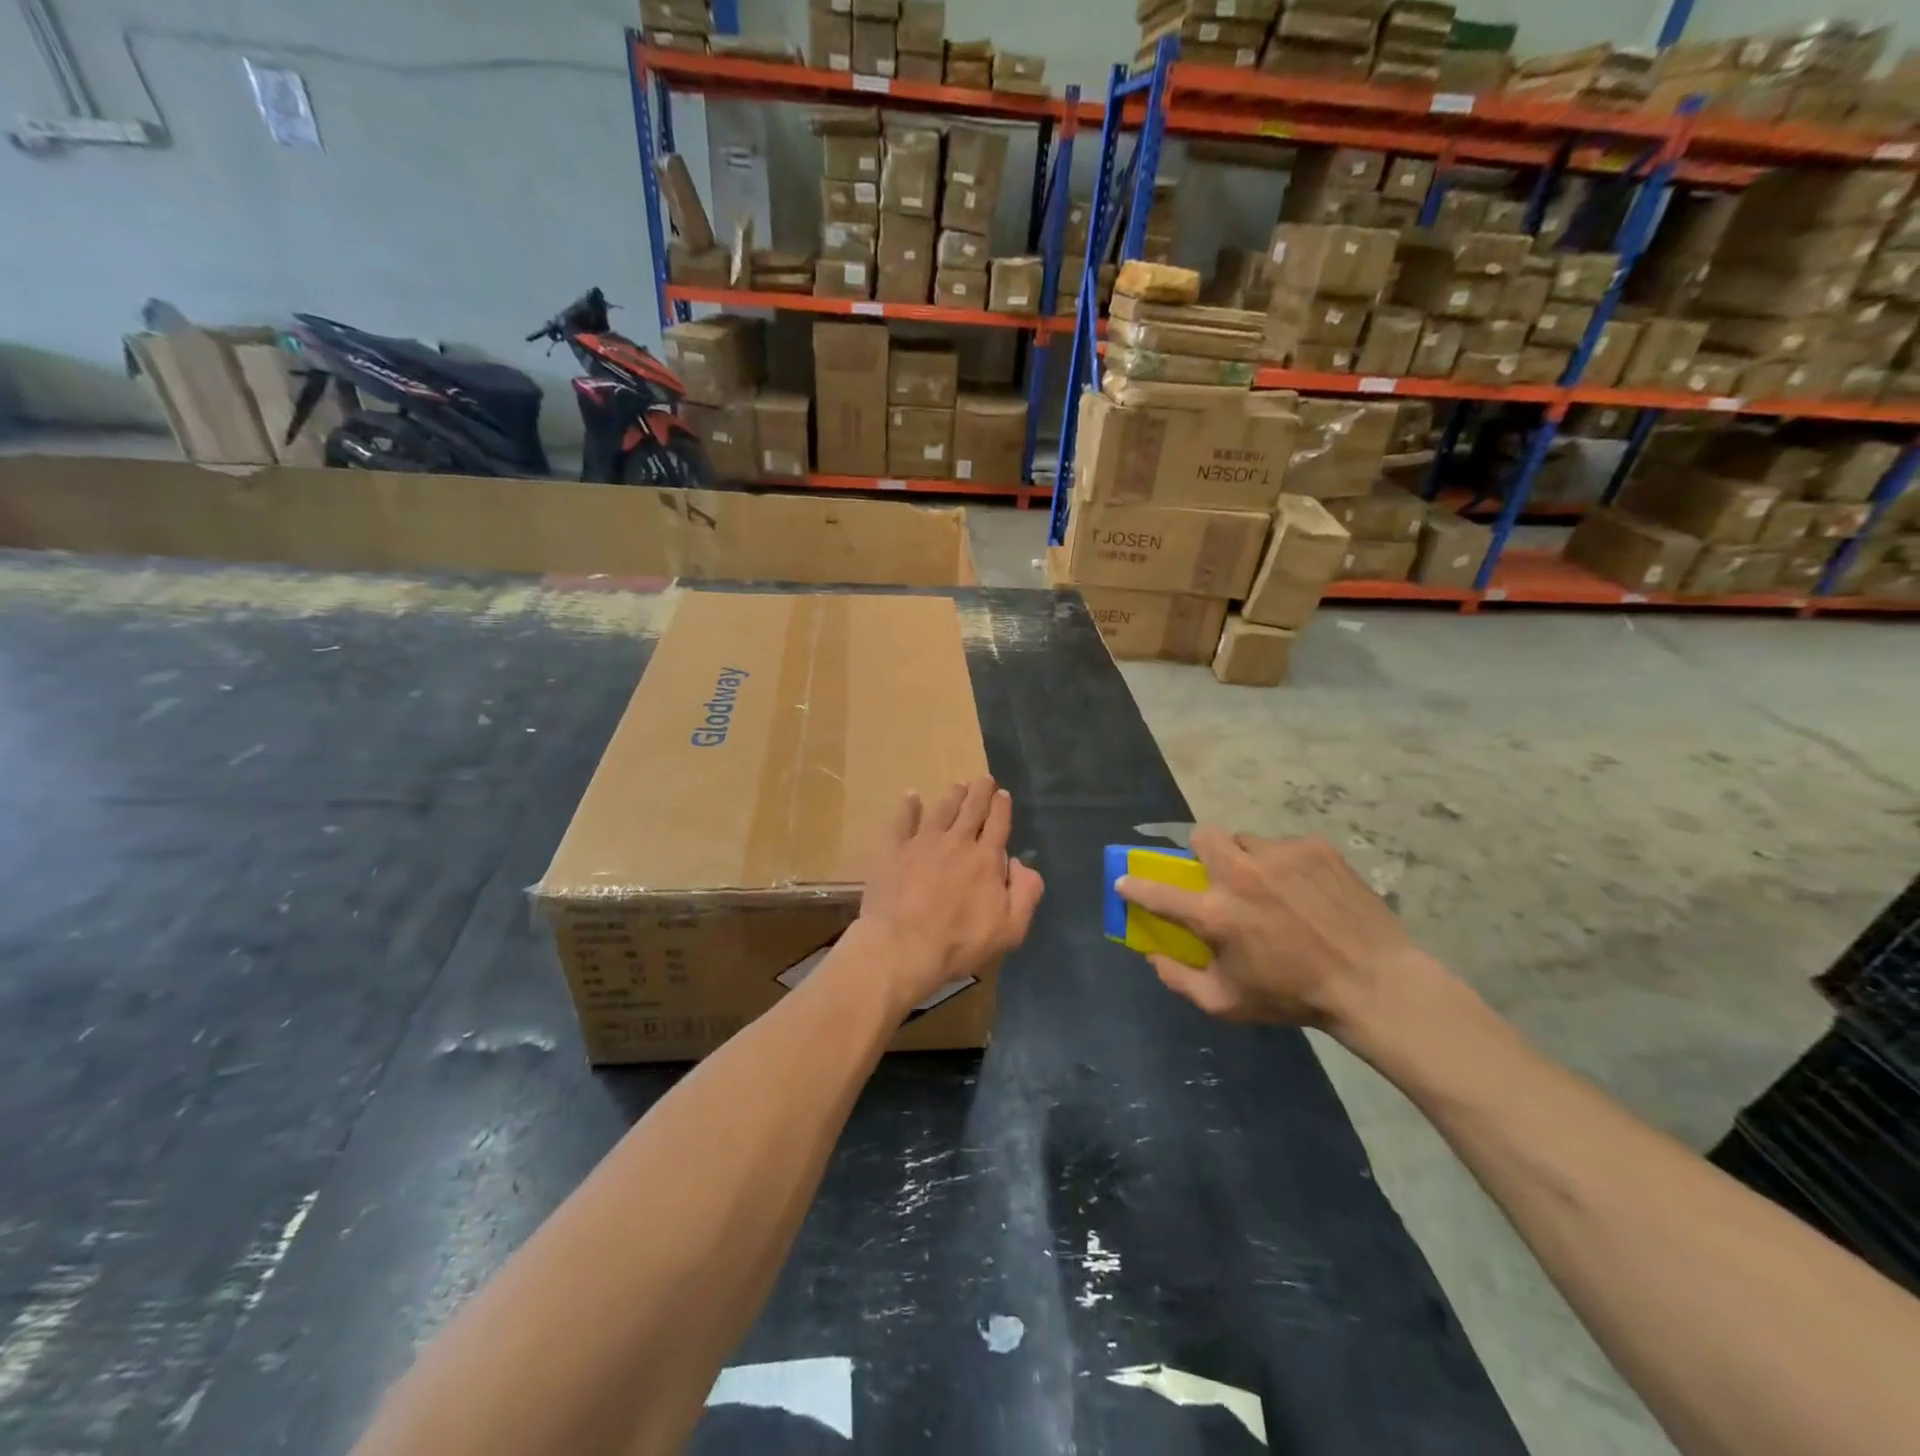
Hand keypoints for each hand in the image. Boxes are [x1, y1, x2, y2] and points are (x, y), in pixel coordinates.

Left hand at [855, 777, 1045, 1014]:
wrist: (903, 947)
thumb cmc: (960, 943)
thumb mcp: (1010, 929)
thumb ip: (1025, 892)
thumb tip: (1021, 863)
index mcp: (985, 860)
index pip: (998, 825)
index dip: (1002, 807)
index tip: (1003, 793)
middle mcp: (957, 842)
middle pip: (972, 810)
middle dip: (980, 792)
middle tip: (984, 778)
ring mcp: (923, 843)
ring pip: (942, 810)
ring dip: (953, 795)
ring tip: (959, 784)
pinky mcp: (894, 851)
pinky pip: (902, 821)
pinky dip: (908, 806)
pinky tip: (911, 796)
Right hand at [1116, 828, 1429, 1034]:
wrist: (1375, 983)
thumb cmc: (1294, 997)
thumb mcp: (1227, 1003)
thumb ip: (1179, 980)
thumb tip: (1152, 956)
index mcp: (1215, 913)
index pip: (1157, 891)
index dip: (1134, 885)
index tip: (1124, 880)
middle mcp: (1240, 874)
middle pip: (1202, 836)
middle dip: (1202, 852)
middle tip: (1218, 876)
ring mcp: (1279, 855)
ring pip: (1246, 841)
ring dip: (1246, 860)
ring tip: (1271, 887)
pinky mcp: (1315, 848)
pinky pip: (1285, 847)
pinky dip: (1286, 865)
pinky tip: (1307, 892)